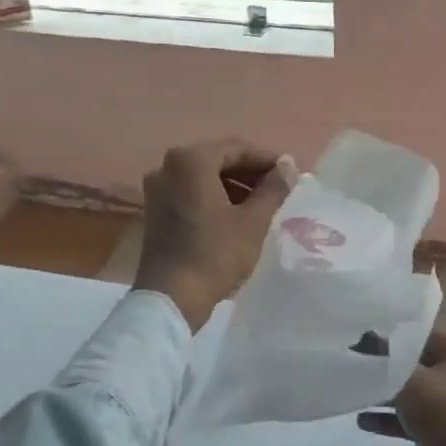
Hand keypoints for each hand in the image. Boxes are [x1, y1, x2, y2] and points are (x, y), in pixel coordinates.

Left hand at [133, 138, 297, 330]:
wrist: (171, 297)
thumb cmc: (215, 254)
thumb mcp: (253, 221)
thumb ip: (273, 188)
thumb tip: (288, 165)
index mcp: (191, 160)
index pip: (237, 148)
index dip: (267, 159)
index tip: (290, 174)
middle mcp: (168, 166)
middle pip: (218, 159)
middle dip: (250, 172)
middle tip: (279, 189)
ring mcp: (158, 188)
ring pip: (204, 177)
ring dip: (233, 185)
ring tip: (261, 205)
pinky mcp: (155, 210)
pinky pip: (190, 192)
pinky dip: (214, 197)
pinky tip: (235, 216)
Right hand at [360, 332, 445, 445]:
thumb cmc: (442, 412)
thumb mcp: (408, 379)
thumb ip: (384, 359)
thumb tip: (362, 341)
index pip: (422, 335)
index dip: (391, 338)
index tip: (362, 341)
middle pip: (418, 364)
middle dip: (387, 368)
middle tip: (356, 364)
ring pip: (415, 392)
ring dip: (386, 394)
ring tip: (357, 392)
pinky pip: (416, 416)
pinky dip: (393, 417)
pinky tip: (363, 420)